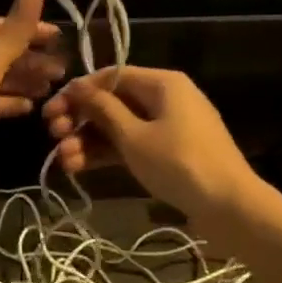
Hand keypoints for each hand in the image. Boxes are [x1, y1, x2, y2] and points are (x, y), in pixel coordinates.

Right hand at [43, 66, 263, 223]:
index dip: (78, 91)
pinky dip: (108, 154)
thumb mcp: (134, 136)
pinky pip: (133, 144)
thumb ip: (103, 110)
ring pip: (120, 126)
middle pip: (114, 101)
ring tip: (63, 160)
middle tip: (52, 135)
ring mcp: (169, 126)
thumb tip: (79, 87)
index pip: (111, 76)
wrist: (230, 207)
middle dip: (81, 119)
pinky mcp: (170, 152)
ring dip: (90, 140)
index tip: (51, 111)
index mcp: (162, 82)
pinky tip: (80, 168)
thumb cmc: (179, 163)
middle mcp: (166, 98)